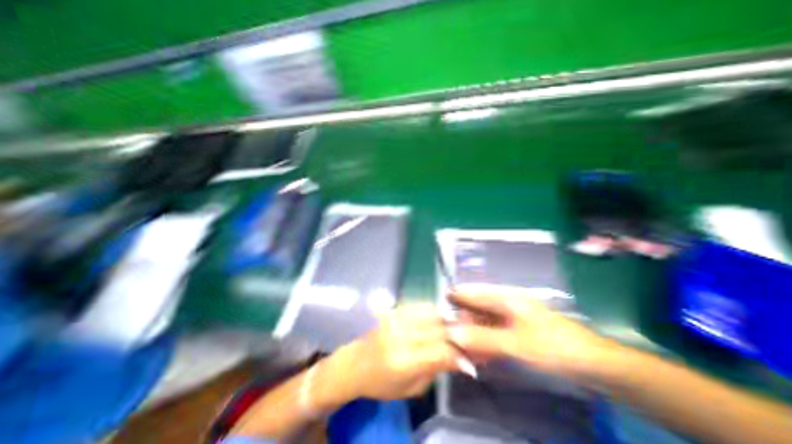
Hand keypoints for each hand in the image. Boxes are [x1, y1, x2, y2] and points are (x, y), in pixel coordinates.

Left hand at [322, 304, 461, 399]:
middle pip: (438, 328)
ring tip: (456, 323)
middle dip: (457, 332)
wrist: (355, 363)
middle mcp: (400, 335)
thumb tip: (461, 359)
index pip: (441, 351)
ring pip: (430, 312)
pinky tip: (438, 314)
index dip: (460, 353)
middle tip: (470, 336)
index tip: (473, 355)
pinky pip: (418, 304)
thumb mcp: (411, 389)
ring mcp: (395, 319)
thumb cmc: (382, 383)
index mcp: (404, 361)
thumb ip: (436, 370)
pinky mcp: (392, 311)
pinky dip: (431, 309)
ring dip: (446, 318)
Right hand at [445, 284, 618, 380]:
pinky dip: (484, 340)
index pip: (472, 293)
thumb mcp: (516, 344)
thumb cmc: (554, 346)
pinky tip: (478, 352)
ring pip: (483, 320)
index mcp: (505, 297)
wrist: (594, 362)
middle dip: (461, 320)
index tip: (437, 309)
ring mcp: (511, 315)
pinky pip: (493, 331)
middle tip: (448, 335)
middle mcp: (505, 302)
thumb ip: (482, 339)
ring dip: (472, 332)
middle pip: (476, 307)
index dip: (454, 298)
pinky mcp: (517, 328)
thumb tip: (452, 334)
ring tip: (460, 346)